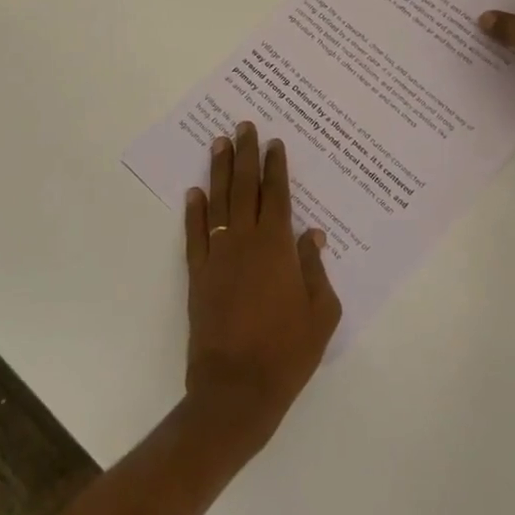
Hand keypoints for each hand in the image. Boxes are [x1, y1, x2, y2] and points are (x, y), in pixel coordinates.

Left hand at [182, 122, 340, 457]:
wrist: (237, 388)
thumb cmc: (287, 352)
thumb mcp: (321, 313)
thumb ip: (315, 269)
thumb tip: (312, 235)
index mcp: (277, 248)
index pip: (278, 195)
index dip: (275, 167)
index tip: (274, 142)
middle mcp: (245, 242)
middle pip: (245, 188)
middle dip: (245, 155)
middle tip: (244, 126)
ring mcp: (217, 257)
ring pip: (217, 202)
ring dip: (218, 171)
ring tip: (218, 143)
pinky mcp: (197, 275)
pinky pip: (195, 234)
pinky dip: (194, 211)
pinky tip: (193, 192)